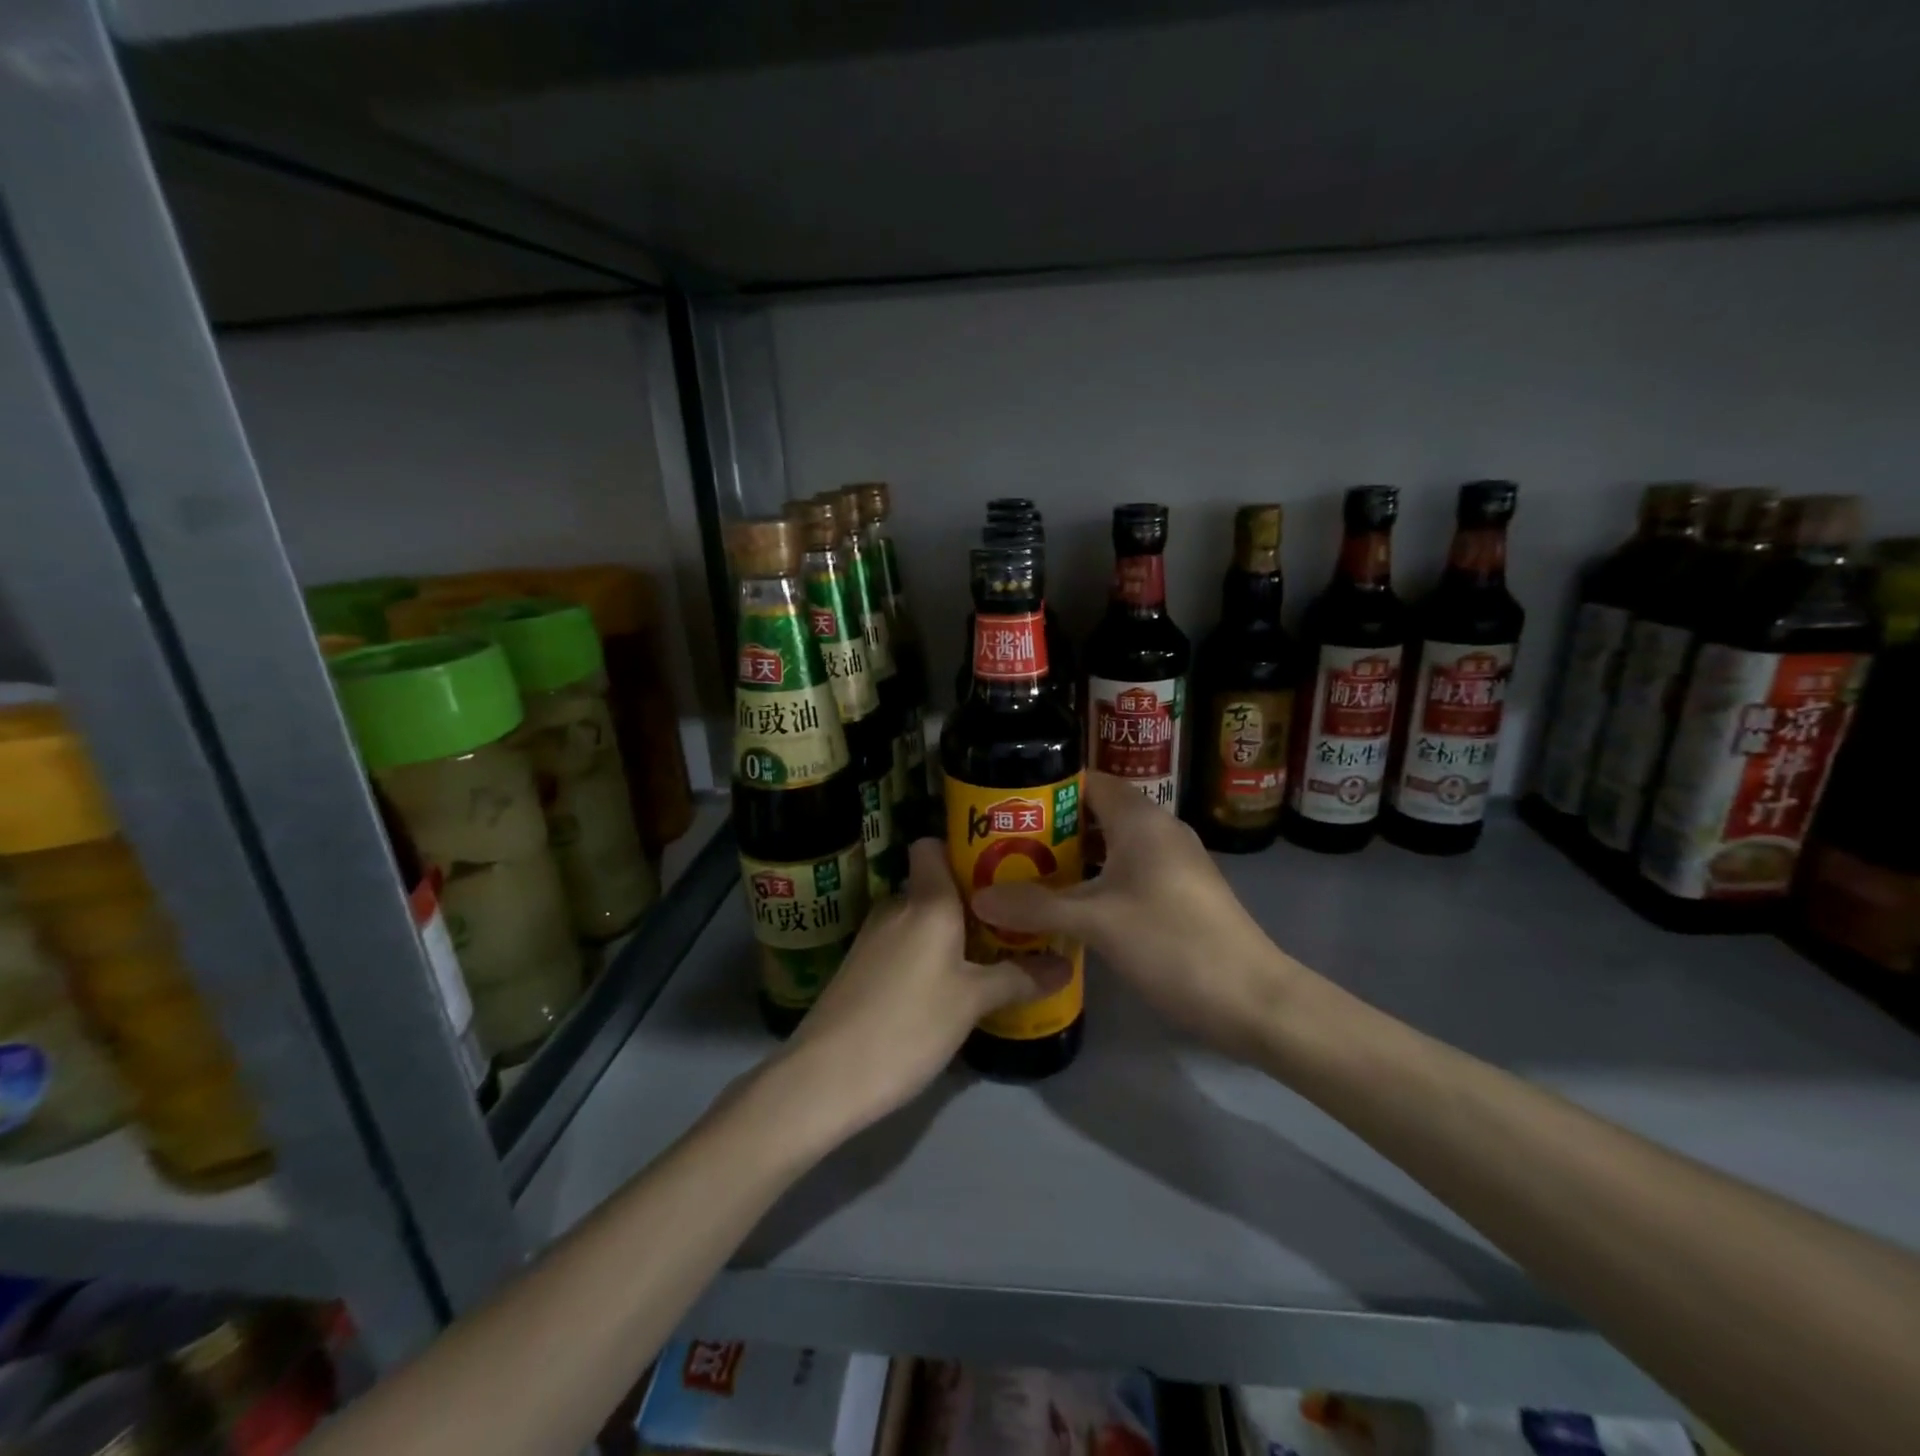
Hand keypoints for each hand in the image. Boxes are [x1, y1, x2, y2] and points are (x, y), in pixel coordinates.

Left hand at [777, 839, 1067, 1136]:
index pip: (933, 845)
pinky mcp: (860, 966)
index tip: (1000, 869)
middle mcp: (896, 906)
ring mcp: (873, 936)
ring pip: (920, 918)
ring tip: (990, 954)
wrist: (826, 1075)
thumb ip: (1019, 978)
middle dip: (972, 900)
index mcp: (926, 901)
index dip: (962, 849)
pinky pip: (904, 943)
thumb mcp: (973, 1002)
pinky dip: (927, 954)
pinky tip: (948, 985)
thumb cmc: (909, 1025)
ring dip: (951, 932)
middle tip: (1012, 921)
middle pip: (935, 885)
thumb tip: (1066, 964)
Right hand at [973, 772, 1309, 1060]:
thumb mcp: (1097, 923)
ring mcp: (1172, 862)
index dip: (1046, 789)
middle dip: (1050, 827)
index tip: (1005, 808)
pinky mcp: (1178, 892)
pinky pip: (1125, 872)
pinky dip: (1094, 881)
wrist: (1252, 999)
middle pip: (1095, 813)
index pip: (1087, 781)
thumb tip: (978, 898)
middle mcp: (1158, 830)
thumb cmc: (1173, 943)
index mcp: (1141, 819)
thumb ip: (1036, 907)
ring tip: (1023, 875)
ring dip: (1071, 858)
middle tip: (1003, 846)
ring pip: (1110, 846)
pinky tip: (1066, 907)